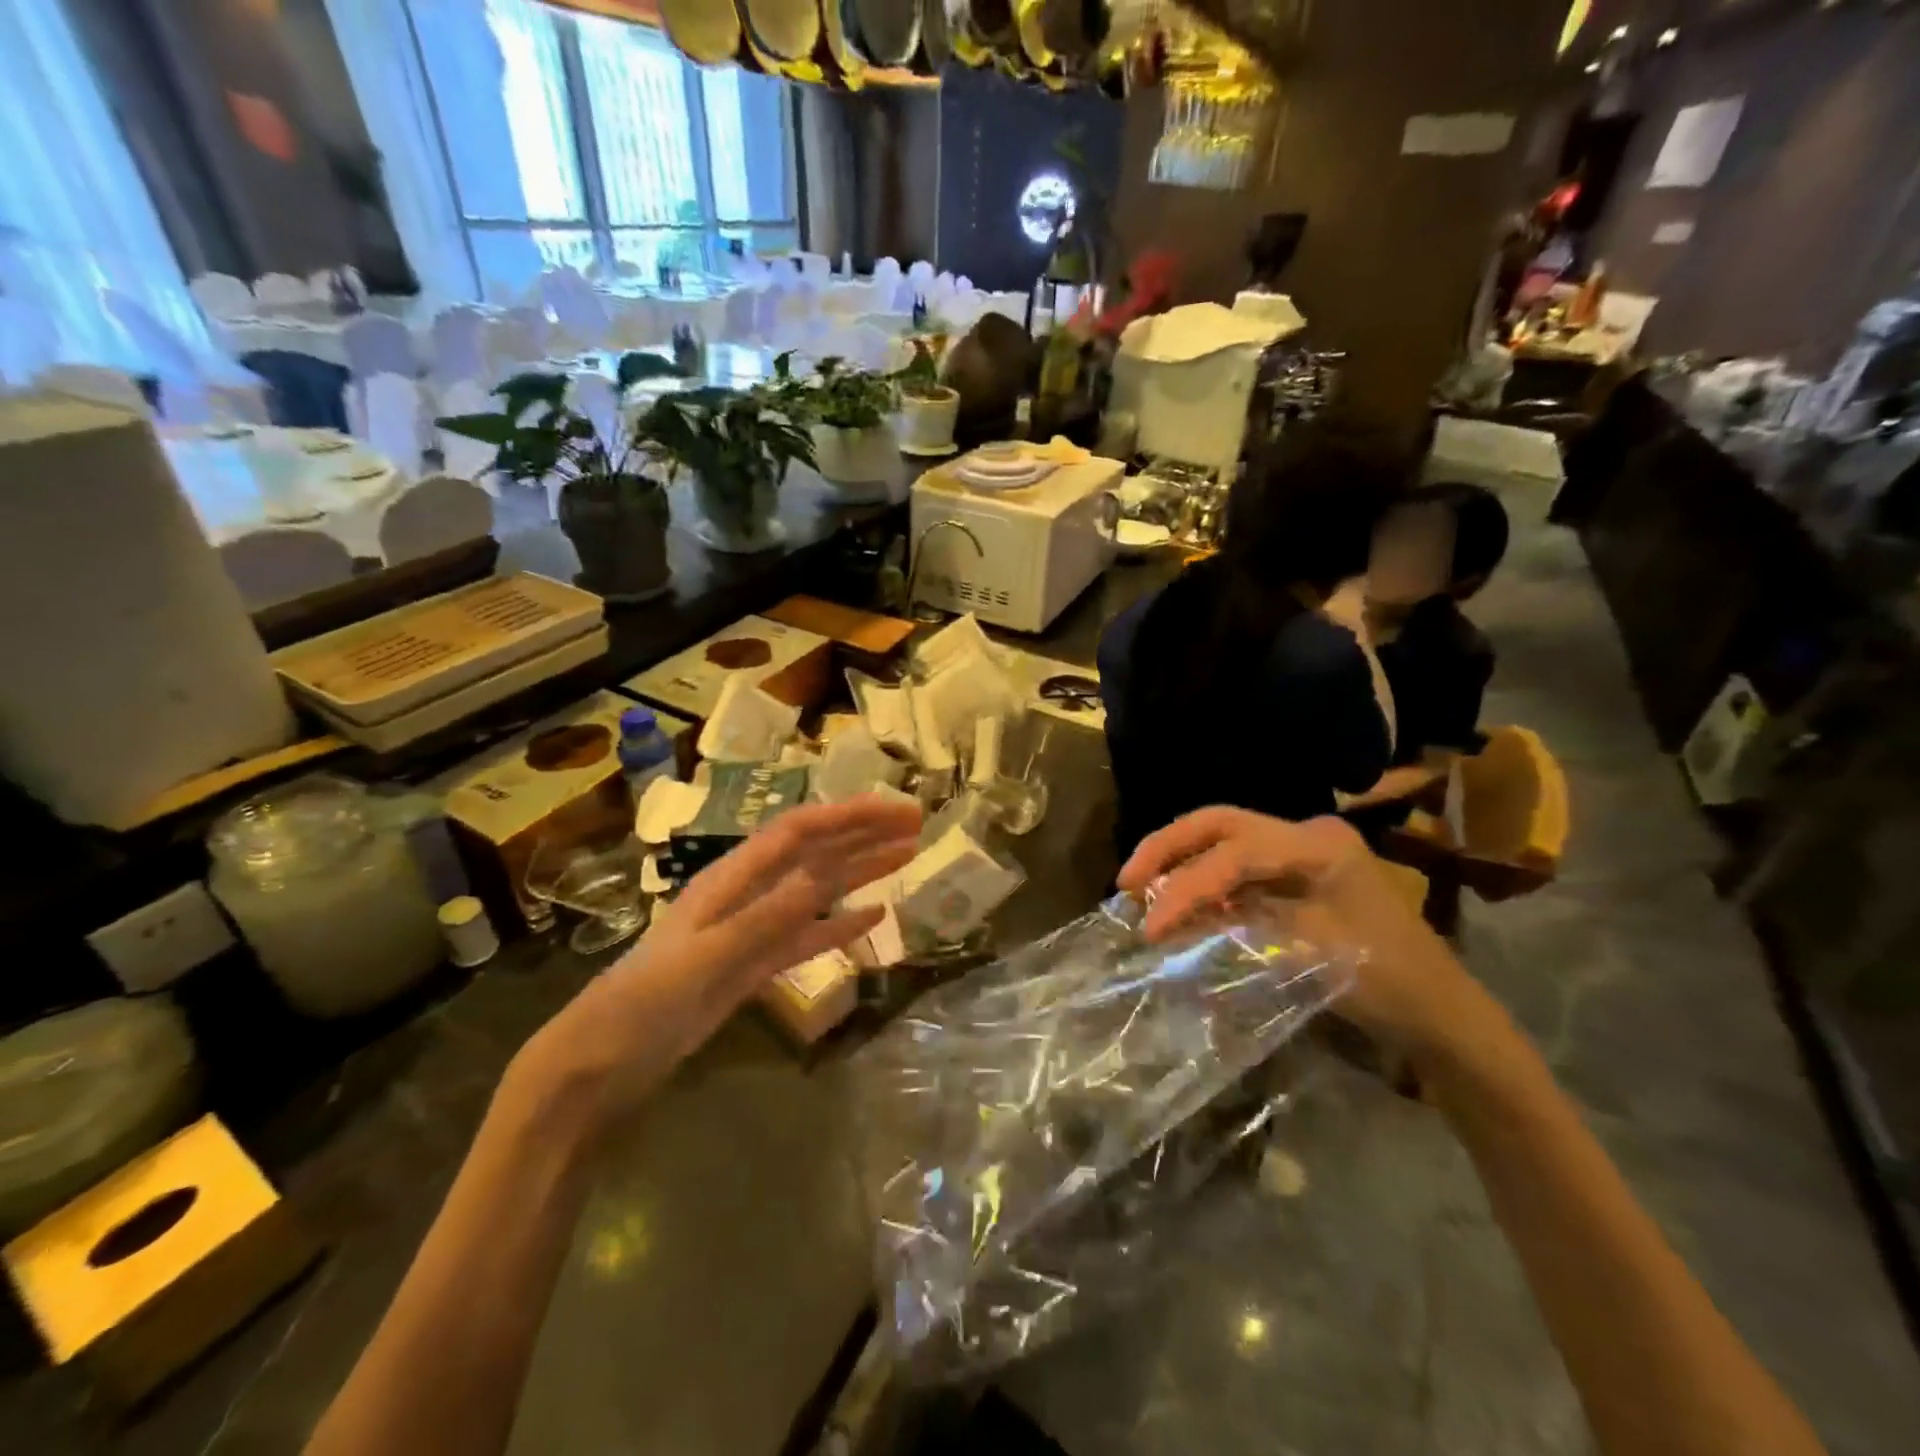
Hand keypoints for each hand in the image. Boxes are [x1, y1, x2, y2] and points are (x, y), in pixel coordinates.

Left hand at [518, 796, 921, 1122]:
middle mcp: (746, 895)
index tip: (896, 811)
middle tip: (916, 825)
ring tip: (906, 858)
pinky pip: (808, 937)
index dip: (848, 816)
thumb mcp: (704, 960)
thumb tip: (822, 877)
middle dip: (863, 835)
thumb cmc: (643, 1006)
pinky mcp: (755, 966)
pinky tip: (873, 917)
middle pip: (814, 853)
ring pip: (816, 891)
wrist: (600, 1066)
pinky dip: (841, 925)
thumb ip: (764, 919)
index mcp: (730, 880)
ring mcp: (752, 931)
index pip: (799, 832)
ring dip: (860, 872)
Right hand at [1118, 807, 1485, 1059]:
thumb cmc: (1387, 982)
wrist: (1440, 1014)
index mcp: (1317, 845)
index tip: (1149, 926)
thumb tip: (1171, 921)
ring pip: (1223, 839)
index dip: (1185, 887)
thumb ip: (1237, 926)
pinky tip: (1178, 903)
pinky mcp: (1294, 874)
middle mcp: (1306, 834)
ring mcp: (1301, 851)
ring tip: (1139, 890)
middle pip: (1220, 823)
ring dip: (1179, 861)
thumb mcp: (1309, 954)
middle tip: (1125, 880)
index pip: (1233, 855)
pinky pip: (1235, 865)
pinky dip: (1201, 880)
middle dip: (1167, 848)